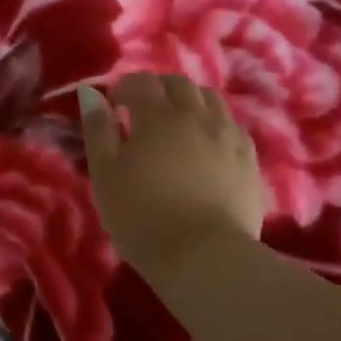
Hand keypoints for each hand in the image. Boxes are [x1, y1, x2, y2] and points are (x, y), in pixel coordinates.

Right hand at [78, 73, 265, 278]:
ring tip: (176, 124)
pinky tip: (206, 144)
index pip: (141, 82)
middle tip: (141, 110)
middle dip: (158, 88)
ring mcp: (228, 138)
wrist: (205, 258)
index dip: (123, 87)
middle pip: (180, 84)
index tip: (113, 105)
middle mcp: (197, 117)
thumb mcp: (105, 173)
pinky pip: (233, 127)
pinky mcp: (249, 162)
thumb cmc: (142, 215)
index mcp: (158, 116)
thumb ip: (97, 129)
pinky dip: (215, 124)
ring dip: (190, 102)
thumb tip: (91, 94)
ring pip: (211, 100)